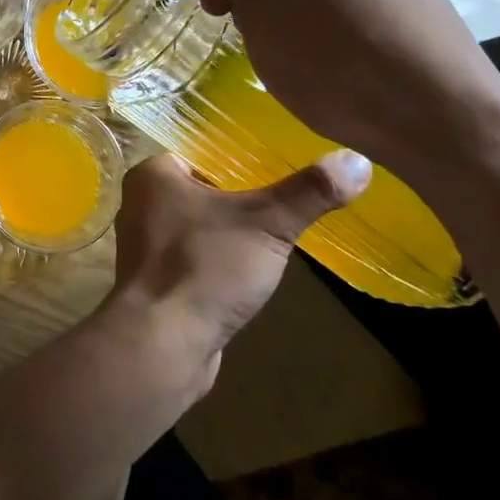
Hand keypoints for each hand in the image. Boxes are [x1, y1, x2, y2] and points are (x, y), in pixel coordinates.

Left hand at [108, 150, 370, 392]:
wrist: (161, 344)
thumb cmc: (203, 267)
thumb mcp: (265, 223)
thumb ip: (308, 192)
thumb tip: (357, 160)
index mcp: (154, 174)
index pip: (207, 154)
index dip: (246, 162)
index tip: (286, 171)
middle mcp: (142, 203)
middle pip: (207, 191)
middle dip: (246, 202)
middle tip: (290, 206)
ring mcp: (147, 245)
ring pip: (203, 228)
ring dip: (235, 236)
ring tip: (278, 239)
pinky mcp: (159, 282)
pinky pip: (198, 260)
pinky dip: (222, 264)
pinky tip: (252, 275)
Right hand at [196, 0, 499, 189]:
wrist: (441, 118)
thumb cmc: (332, 56)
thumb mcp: (262, 4)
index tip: (221, 10)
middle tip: (251, 36)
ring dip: (292, 8)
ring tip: (292, 55)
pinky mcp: (421, 4)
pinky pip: (355, 2)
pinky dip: (331, 25)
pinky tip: (334, 62)